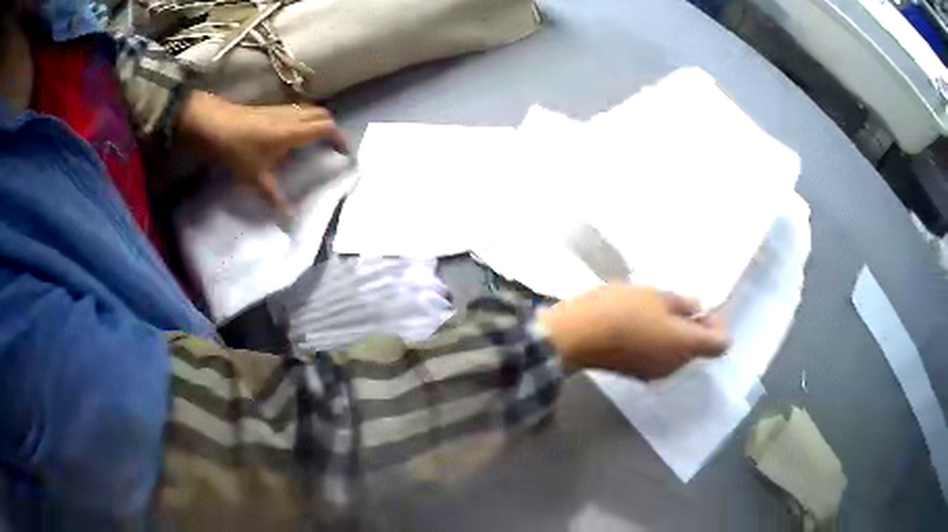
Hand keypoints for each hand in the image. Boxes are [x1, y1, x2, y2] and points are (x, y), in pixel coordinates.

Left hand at [178, 91, 348, 212]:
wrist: (216, 124)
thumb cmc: (239, 149)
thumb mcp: (256, 177)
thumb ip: (274, 196)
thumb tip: (287, 219)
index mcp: (295, 132)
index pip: (327, 128)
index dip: (339, 138)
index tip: (344, 152)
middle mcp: (293, 117)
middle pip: (322, 115)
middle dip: (331, 128)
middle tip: (330, 145)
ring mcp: (282, 110)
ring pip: (309, 110)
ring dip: (317, 122)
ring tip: (314, 140)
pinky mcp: (271, 109)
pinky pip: (296, 111)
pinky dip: (302, 120)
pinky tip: (290, 135)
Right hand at [539, 284, 729, 378]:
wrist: (576, 336)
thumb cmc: (621, 310)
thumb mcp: (655, 295)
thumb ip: (682, 303)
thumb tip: (696, 309)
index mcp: (686, 346)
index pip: (720, 344)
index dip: (717, 325)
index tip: (701, 310)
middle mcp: (675, 366)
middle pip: (697, 349)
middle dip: (693, 327)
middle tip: (675, 304)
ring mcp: (655, 373)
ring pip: (677, 354)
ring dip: (673, 335)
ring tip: (653, 312)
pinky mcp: (636, 374)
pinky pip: (659, 358)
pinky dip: (657, 344)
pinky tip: (637, 326)